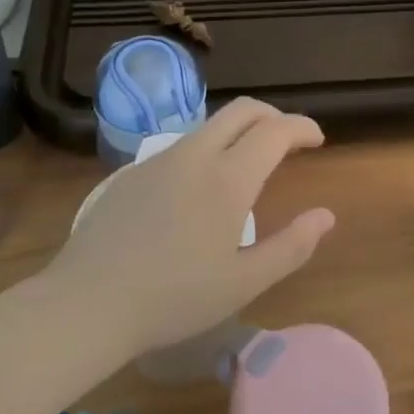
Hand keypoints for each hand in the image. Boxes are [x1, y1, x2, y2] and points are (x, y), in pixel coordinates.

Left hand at [57, 99, 336, 357]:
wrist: (88, 302)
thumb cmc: (175, 298)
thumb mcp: (244, 283)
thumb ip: (292, 247)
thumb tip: (326, 216)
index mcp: (228, 178)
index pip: (275, 130)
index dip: (302, 127)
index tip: (317, 140)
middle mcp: (195, 155)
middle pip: (242, 110)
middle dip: (273, 116)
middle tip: (289, 140)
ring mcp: (159, 160)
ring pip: (209, 125)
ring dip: (239, 131)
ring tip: (249, 164)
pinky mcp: (132, 172)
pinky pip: (182, 145)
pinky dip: (208, 148)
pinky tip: (201, 188)